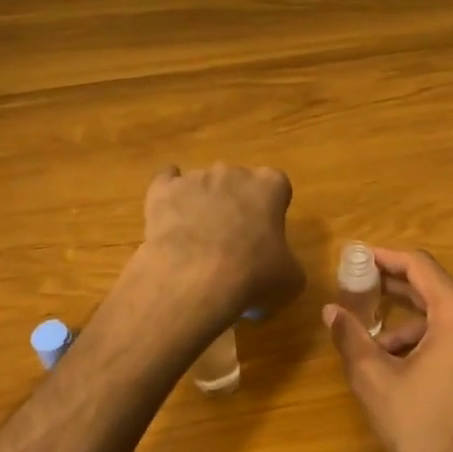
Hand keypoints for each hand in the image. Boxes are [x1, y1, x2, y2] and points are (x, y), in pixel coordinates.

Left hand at [136, 163, 304, 323]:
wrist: (195, 280)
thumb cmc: (253, 275)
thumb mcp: (290, 279)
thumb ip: (287, 262)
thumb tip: (277, 268)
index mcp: (269, 186)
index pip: (276, 185)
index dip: (271, 207)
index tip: (266, 230)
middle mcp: (233, 172)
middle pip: (237, 181)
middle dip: (236, 203)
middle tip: (233, 238)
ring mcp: (195, 178)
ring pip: (203, 184)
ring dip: (203, 204)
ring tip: (198, 241)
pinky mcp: (162, 190)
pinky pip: (166, 182)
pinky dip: (169, 196)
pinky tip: (168, 214)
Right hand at [323, 247, 452, 451]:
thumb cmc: (422, 428)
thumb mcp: (376, 381)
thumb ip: (352, 338)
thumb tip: (330, 310)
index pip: (420, 266)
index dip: (386, 258)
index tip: (358, 258)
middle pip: (435, 288)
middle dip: (394, 289)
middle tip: (358, 289)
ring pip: (446, 317)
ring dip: (410, 324)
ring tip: (375, 347)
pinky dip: (430, 341)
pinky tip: (404, 366)